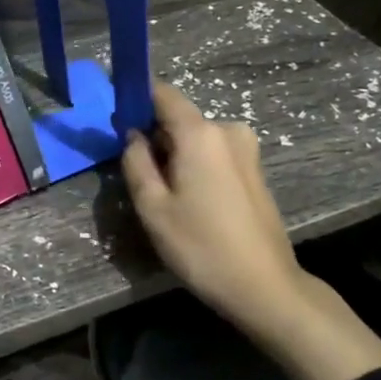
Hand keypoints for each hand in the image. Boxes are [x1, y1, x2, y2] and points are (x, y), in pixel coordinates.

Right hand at [122, 83, 380, 379]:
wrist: (264, 286)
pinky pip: (213, 154)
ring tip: (162, 196)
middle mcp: (227, 130)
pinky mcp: (254, 170)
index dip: (136, 98)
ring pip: (196, 139)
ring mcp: (246, 149)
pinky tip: (190, 203)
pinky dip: (195, 166)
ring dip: (174, 155)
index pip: (162, 93)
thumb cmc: (201, 246)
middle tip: (136, 174)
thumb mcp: (153, 207)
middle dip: (154, 136)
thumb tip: (132, 134)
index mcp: (200, 133)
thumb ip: (136, 162)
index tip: (116, 118)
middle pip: (179, 118)